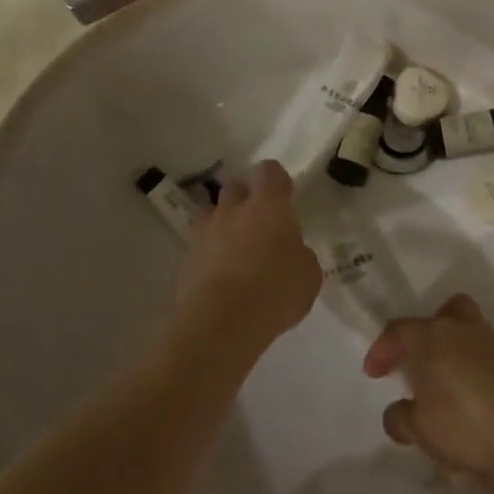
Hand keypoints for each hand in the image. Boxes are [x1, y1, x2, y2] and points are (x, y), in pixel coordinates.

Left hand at [175, 160, 320, 350]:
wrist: (220, 322)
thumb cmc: (274, 291)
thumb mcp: (308, 276)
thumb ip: (301, 256)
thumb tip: (293, 253)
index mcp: (268, 205)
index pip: (270, 171)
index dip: (276, 181)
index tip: (284, 197)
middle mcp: (233, 209)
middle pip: (235, 186)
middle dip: (245, 199)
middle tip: (258, 224)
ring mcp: (205, 232)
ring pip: (211, 213)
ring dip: (222, 224)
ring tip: (234, 250)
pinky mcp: (185, 259)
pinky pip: (199, 246)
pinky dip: (208, 255)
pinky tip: (219, 279)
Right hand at [364, 294, 493, 480]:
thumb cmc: (465, 422)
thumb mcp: (421, 429)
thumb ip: (403, 418)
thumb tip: (398, 411)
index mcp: (434, 335)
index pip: (399, 330)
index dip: (382, 349)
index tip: (373, 373)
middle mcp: (464, 331)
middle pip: (446, 313)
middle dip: (430, 331)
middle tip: (420, 361)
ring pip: (469, 336)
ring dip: (454, 357)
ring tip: (445, 397)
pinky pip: (487, 362)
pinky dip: (475, 377)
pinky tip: (471, 410)